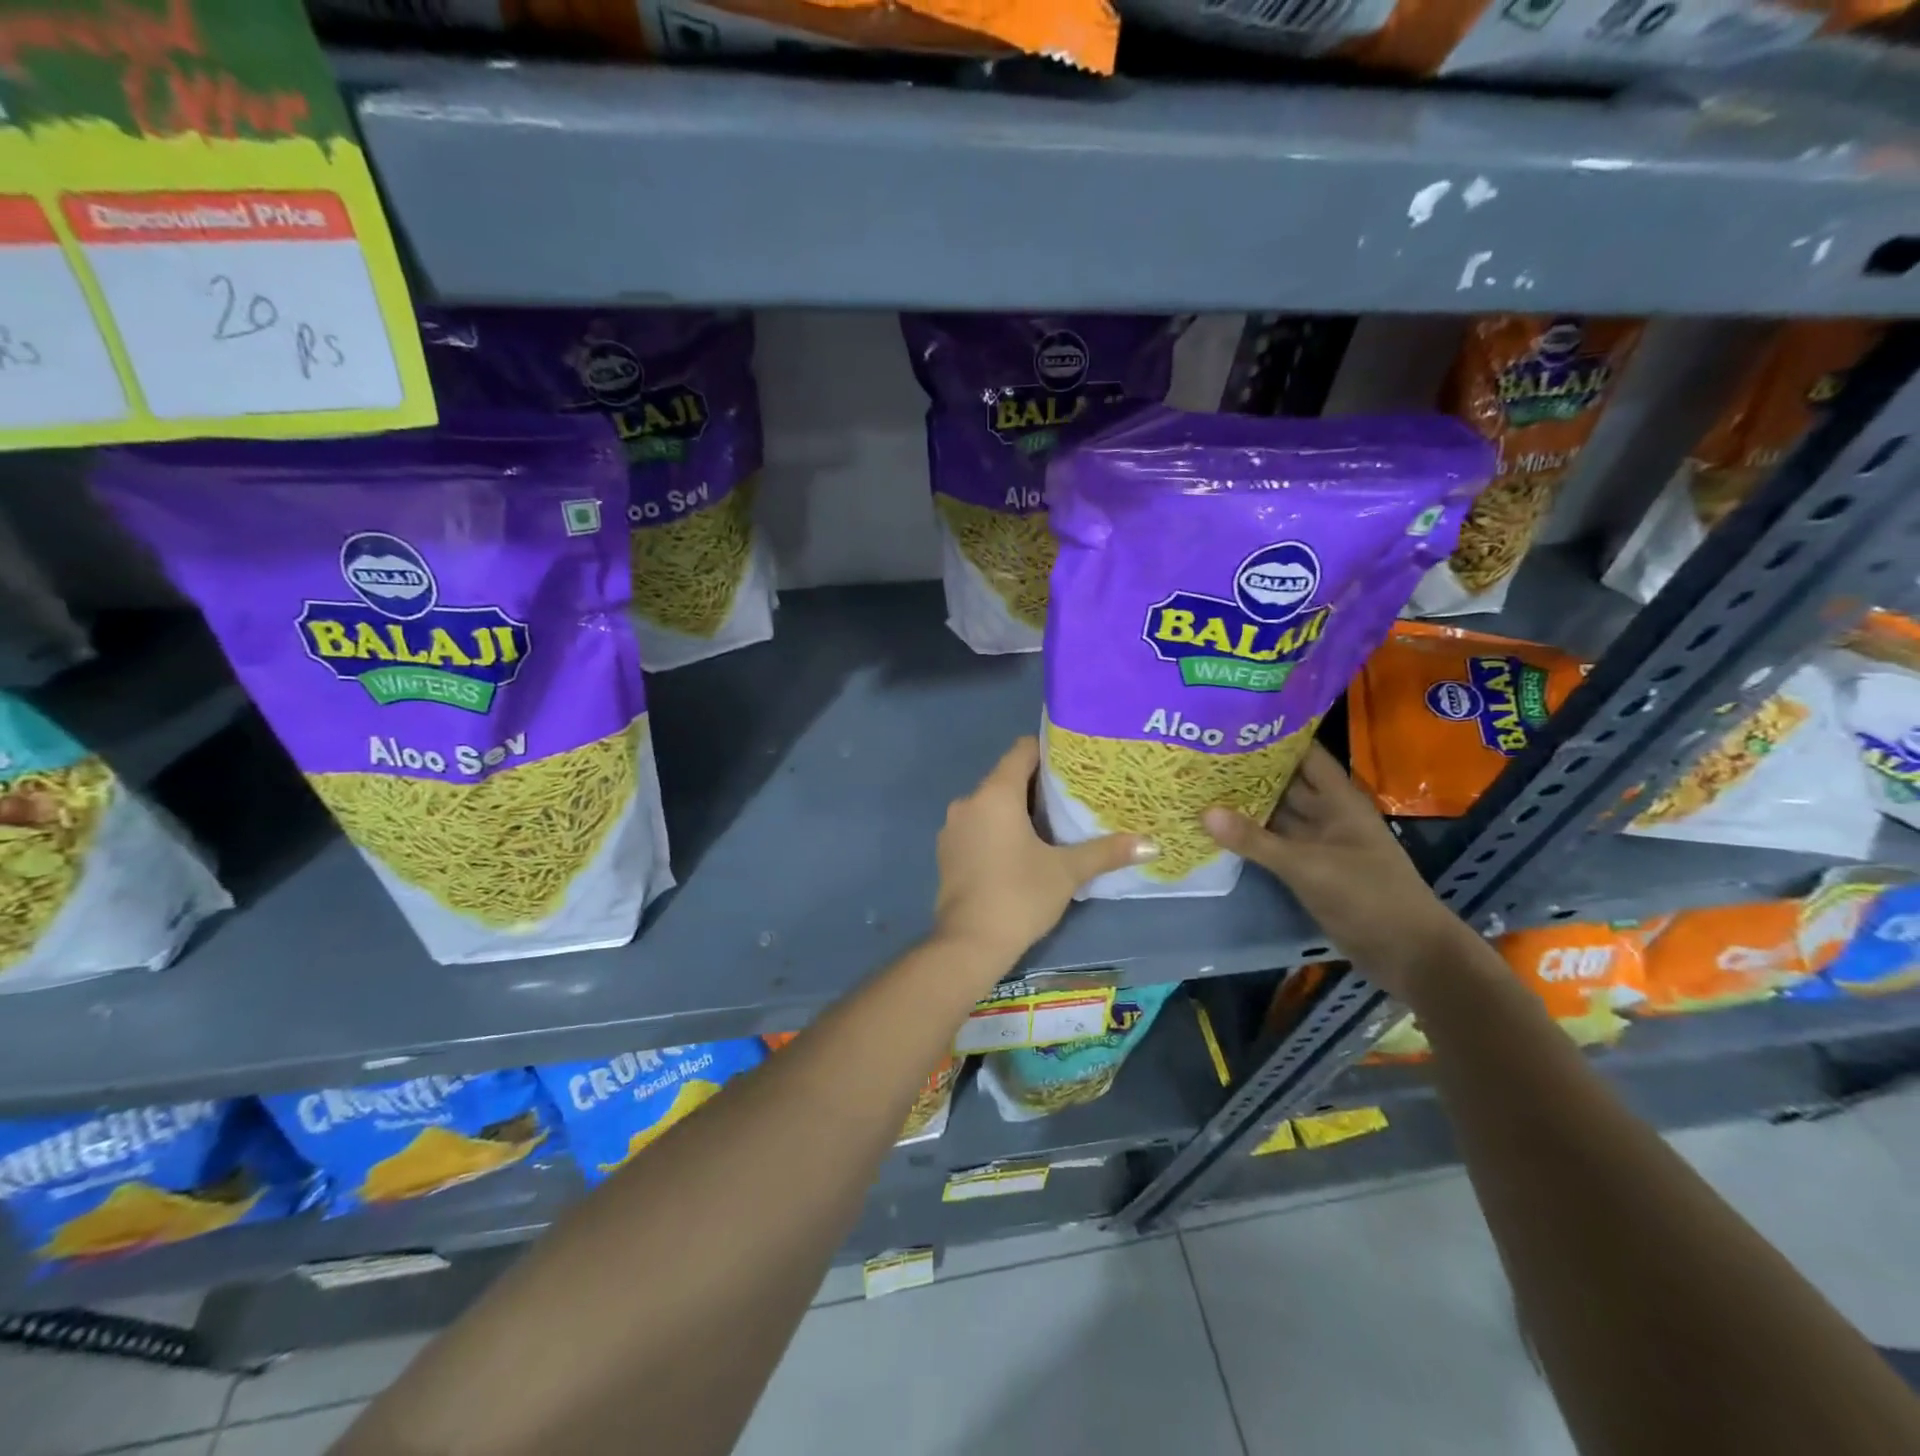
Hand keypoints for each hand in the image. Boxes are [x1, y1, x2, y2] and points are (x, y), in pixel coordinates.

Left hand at [933, 737, 1151, 962]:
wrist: (968, 943)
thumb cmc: (1019, 896)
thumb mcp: (1067, 872)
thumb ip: (1106, 851)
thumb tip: (1152, 844)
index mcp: (995, 794)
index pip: (1022, 750)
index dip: (1049, 751)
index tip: (1076, 763)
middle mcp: (969, 801)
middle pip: (1007, 777)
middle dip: (1039, 785)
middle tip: (1074, 796)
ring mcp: (953, 827)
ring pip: (991, 804)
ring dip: (1018, 809)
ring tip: (1053, 823)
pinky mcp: (947, 851)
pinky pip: (978, 825)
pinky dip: (999, 828)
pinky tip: (1022, 849)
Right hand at [1203, 743, 1471, 1001]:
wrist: (1408, 954)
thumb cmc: (1368, 896)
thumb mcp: (1308, 866)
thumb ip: (1256, 840)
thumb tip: (1204, 811)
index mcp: (1339, 800)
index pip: (1304, 754)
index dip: (1273, 737)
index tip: (1231, 722)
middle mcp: (1328, 815)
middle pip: (1285, 783)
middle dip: (1249, 770)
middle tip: (1201, 753)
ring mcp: (1318, 843)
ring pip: (1277, 815)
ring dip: (1245, 804)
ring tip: (1199, 785)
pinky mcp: (1309, 870)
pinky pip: (1274, 845)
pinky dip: (1249, 837)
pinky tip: (1216, 829)